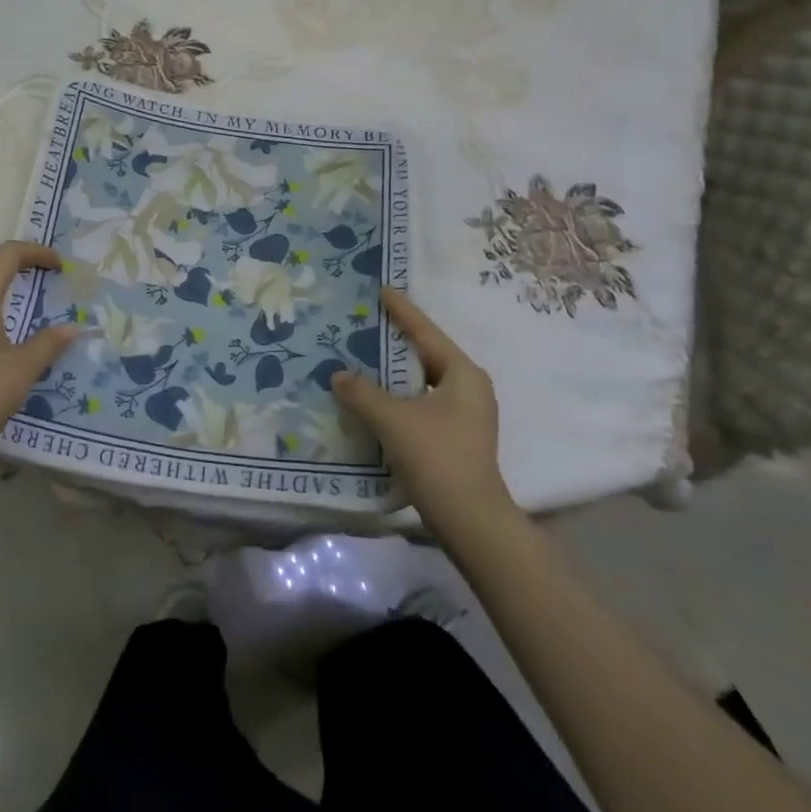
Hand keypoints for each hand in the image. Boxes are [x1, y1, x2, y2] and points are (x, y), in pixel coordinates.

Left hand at [0, 242, 77, 494]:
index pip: (6, 256)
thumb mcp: (24, 369)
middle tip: (55, 287)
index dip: (36, 252)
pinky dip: (0, 320)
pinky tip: (15, 347)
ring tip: (40, 319)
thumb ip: (49, 342)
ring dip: (14, 300)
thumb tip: (72, 328)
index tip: (60, 266)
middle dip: (27, 274)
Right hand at [331, 287, 515, 532]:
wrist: (472, 522)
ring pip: (424, 381)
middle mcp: (470, 388)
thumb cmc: (437, 458)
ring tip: (364, 358)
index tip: (382, 289)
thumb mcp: (393, 419)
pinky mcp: (457, 438)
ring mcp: (466, 415)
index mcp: (462, 373)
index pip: (425, 332)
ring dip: (395, 373)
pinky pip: (423, 403)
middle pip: (427, 354)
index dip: (401, 310)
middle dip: (396, 341)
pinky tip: (375, 399)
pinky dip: (400, 397)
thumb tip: (339, 375)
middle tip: (366, 323)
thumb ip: (362, 392)